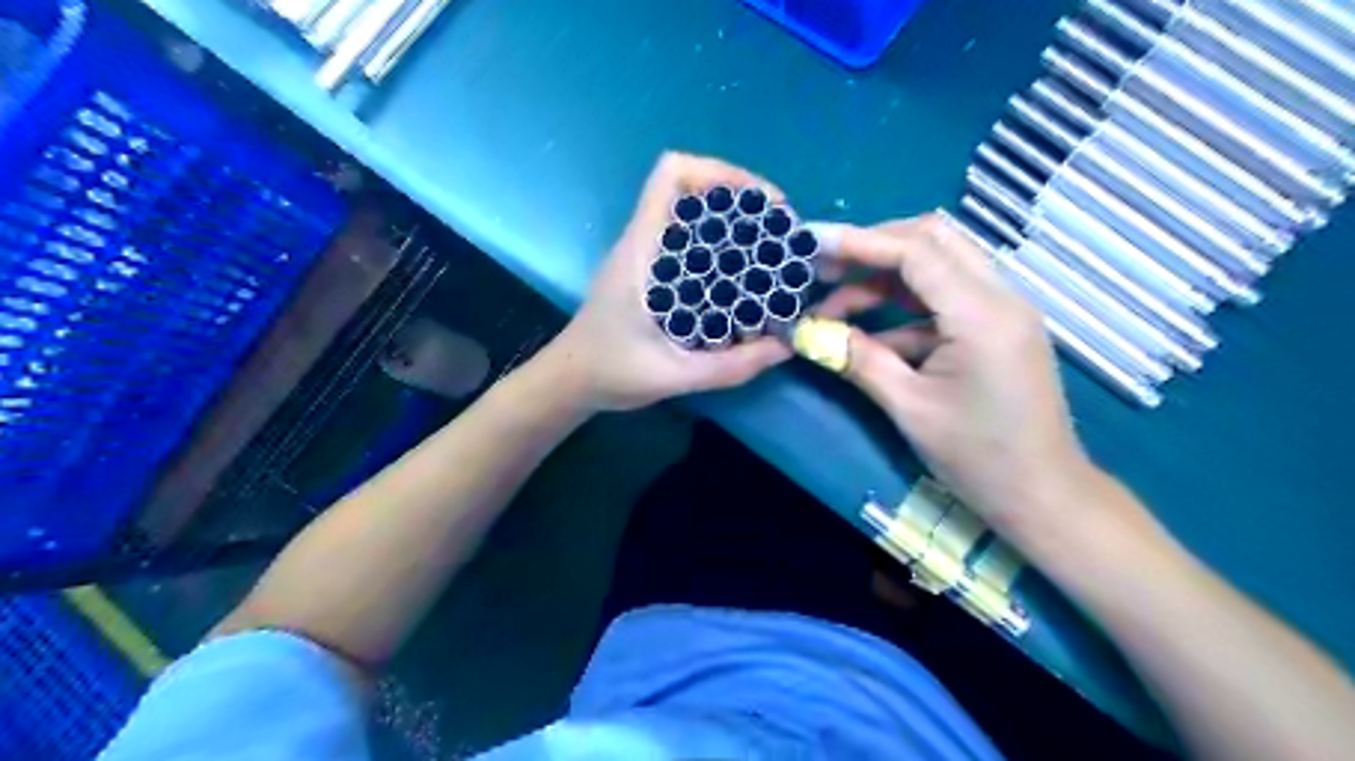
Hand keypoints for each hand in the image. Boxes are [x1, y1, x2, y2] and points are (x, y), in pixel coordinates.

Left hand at [545, 156, 795, 413]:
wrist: (570, 381)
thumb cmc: (610, 372)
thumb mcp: (673, 376)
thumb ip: (729, 368)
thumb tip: (785, 348)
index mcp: (641, 250)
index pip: (671, 175)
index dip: (719, 173)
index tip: (761, 206)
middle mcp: (644, 242)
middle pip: (690, 189)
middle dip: (740, 202)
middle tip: (778, 234)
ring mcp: (645, 256)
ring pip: (692, 216)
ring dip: (733, 225)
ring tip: (771, 252)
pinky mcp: (651, 273)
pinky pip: (690, 244)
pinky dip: (721, 249)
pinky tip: (743, 279)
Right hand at [814, 212, 1086, 530]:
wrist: (1042, 495)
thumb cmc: (977, 457)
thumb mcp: (908, 407)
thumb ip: (857, 359)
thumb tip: (807, 332)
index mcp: (982, 314)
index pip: (916, 251)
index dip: (859, 241)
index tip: (810, 241)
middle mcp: (1000, 296)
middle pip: (933, 239)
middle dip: (873, 246)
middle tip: (823, 266)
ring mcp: (1002, 310)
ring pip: (939, 264)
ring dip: (884, 276)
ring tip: (834, 303)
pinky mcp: (995, 328)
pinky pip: (944, 297)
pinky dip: (903, 305)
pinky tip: (866, 332)